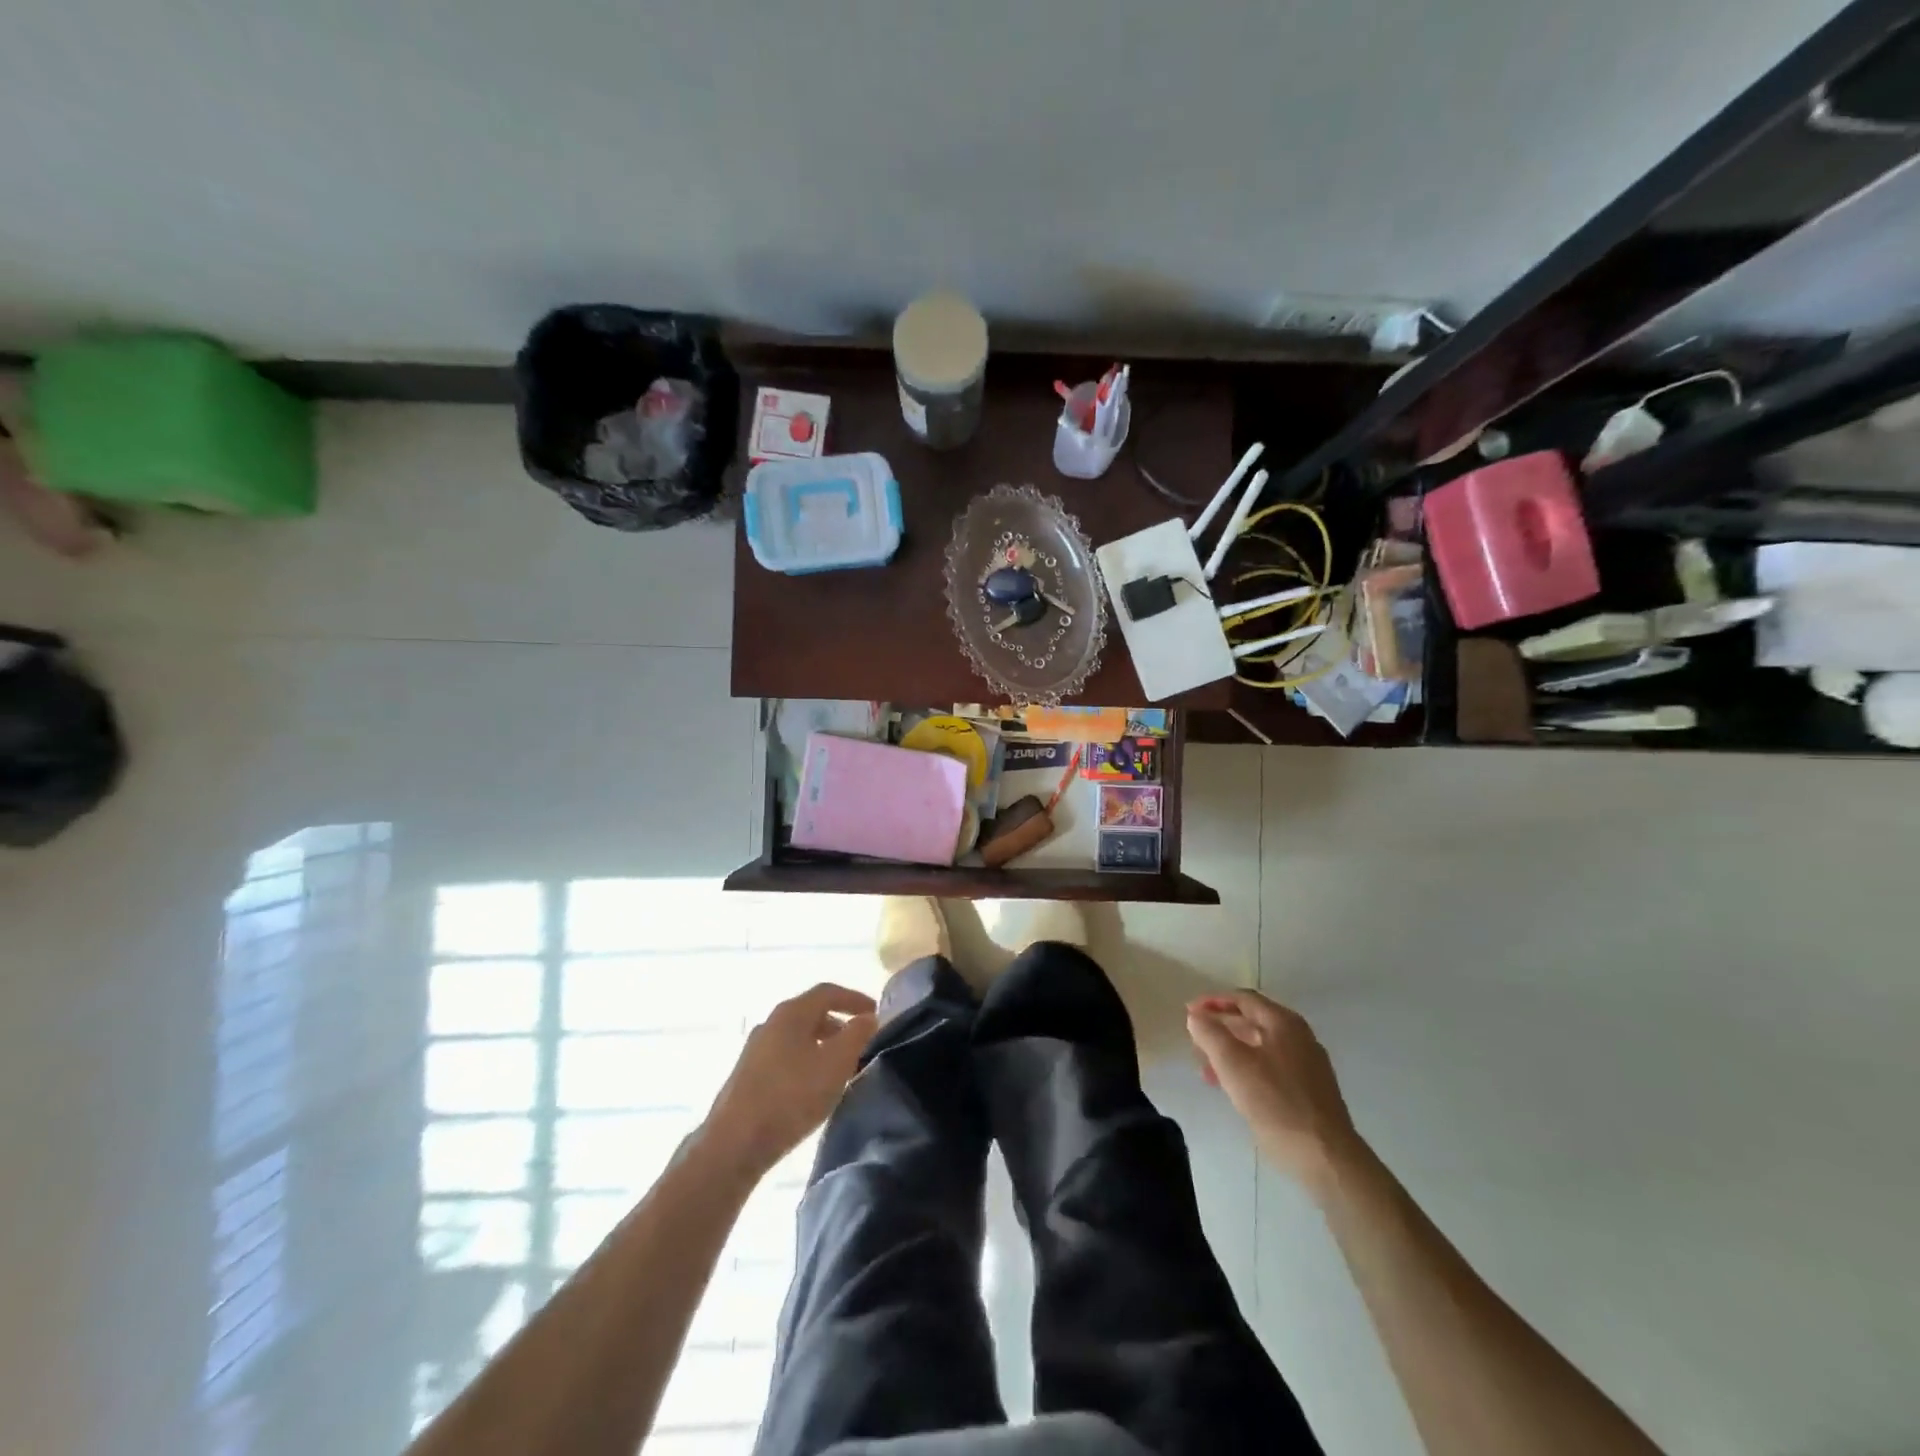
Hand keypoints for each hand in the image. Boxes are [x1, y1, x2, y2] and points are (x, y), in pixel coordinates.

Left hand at [703, 983, 878, 1177]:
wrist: (734, 1143)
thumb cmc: (792, 1096)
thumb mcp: (836, 1064)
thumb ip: (857, 1035)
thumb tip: (868, 1017)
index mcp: (791, 1012)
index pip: (828, 992)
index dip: (854, 998)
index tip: (875, 1012)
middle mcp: (771, 1023)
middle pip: (811, 1012)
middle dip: (839, 1022)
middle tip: (861, 1039)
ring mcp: (755, 1049)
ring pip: (798, 1036)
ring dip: (823, 1044)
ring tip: (841, 1066)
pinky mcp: (747, 1075)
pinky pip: (785, 1056)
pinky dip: (807, 1060)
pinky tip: (813, 1085)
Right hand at [1187, 991, 1363, 1192]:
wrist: (1325, 1157)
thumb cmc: (1276, 1102)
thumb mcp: (1233, 1064)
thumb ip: (1210, 1034)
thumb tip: (1196, 1016)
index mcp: (1284, 1023)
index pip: (1243, 999)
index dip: (1213, 1002)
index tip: (1189, 1012)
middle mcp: (1299, 1037)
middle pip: (1253, 1022)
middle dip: (1221, 1028)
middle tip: (1196, 1040)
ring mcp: (1308, 1065)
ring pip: (1261, 1048)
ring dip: (1231, 1052)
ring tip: (1206, 1068)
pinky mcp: (1310, 1091)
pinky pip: (1271, 1068)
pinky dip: (1247, 1070)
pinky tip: (1233, 1088)